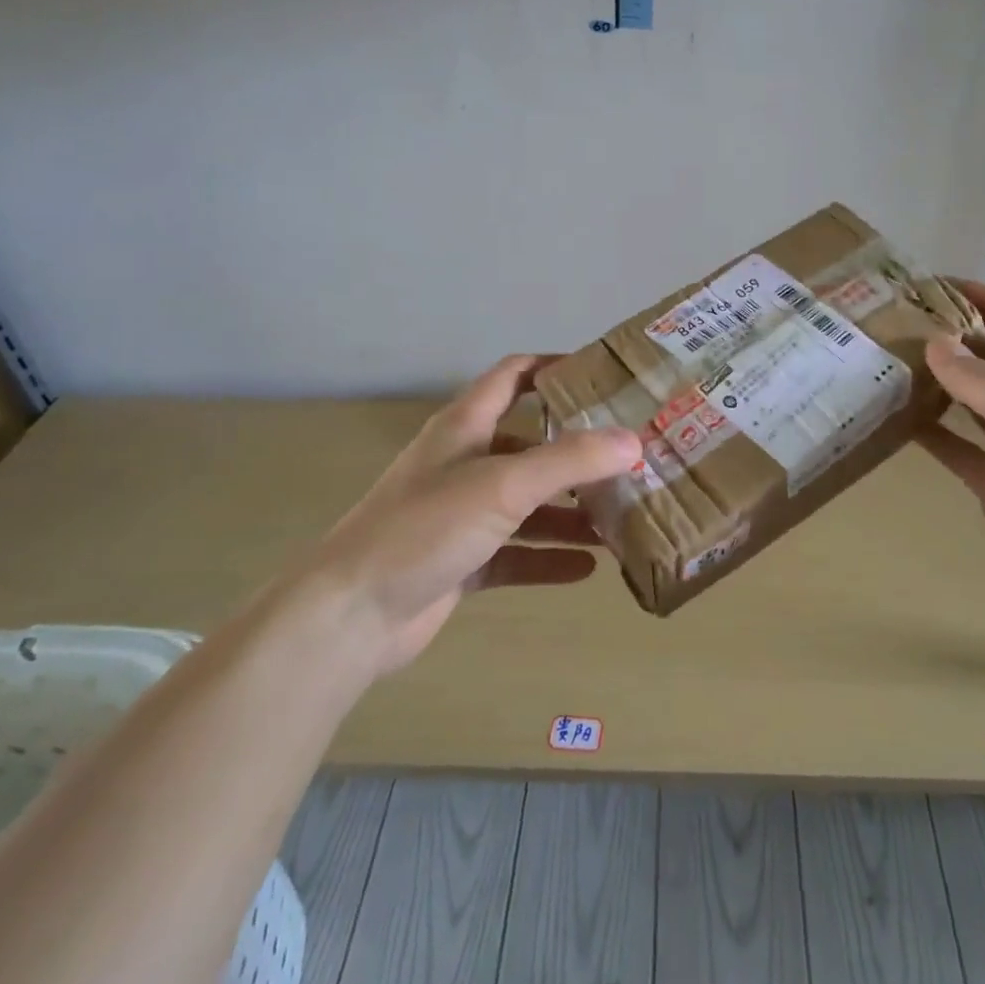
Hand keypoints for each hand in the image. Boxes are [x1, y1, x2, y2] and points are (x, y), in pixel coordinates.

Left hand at [299, 356, 639, 675]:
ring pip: (527, 505)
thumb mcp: (503, 485)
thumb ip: (570, 461)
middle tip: (630, 462)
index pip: (514, 376)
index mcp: (466, 427)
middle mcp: (465, 463)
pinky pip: (516, 554)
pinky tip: (588, 569)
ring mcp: (461, 515)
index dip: (555, 368)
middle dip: (578, 455)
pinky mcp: (461, 561)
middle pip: (531, 446)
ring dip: (569, 513)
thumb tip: (633, 441)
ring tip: (620, 521)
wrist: (351, 615)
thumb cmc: (425, 528)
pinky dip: (548, 559)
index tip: (605, 377)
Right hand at [917, 281, 984, 653]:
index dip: (978, 297)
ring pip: (966, 400)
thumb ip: (983, 380)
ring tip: (883, 364)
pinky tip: (891, 421)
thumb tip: (935, 344)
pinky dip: (926, 431)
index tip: (928, 284)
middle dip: (947, 338)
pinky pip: (954, 445)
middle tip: (890, 325)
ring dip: (932, 382)